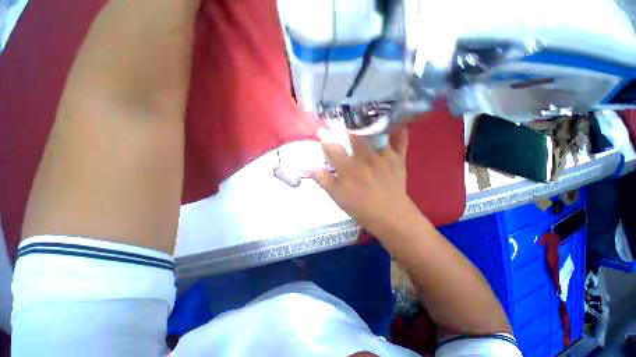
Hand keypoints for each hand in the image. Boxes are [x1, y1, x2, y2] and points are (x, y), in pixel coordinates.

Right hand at [311, 126, 421, 238]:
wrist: (390, 216)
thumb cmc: (361, 207)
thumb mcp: (337, 196)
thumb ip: (324, 180)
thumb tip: (309, 169)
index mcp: (349, 168)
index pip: (333, 148)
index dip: (325, 137)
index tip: (322, 130)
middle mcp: (366, 157)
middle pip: (355, 135)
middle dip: (347, 124)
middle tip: (343, 118)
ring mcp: (384, 156)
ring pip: (377, 132)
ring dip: (370, 122)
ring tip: (366, 113)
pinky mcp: (398, 159)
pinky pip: (401, 140)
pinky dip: (399, 130)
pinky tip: (396, 122)